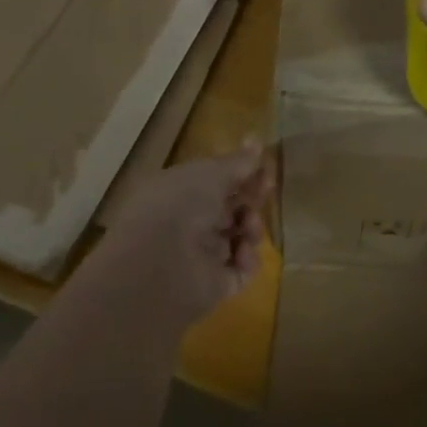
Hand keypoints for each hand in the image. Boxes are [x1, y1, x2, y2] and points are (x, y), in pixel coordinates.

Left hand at [97, 144, 273, 326]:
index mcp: (179, 192)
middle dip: (251, 196)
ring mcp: (201, 256)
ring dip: (251, 225)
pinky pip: (241, 269)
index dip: (241, 172)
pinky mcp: (214, 286)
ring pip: (239, 235)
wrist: (158, 266)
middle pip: (230, 207)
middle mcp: (188, 222)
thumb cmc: (179, 205)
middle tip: (268, 187)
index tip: (265, 165)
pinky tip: (243, 252)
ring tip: (249, 226)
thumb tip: (256, 140)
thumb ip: (237, 162)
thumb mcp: (210, 173)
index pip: (215, 180)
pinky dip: (248, 259)